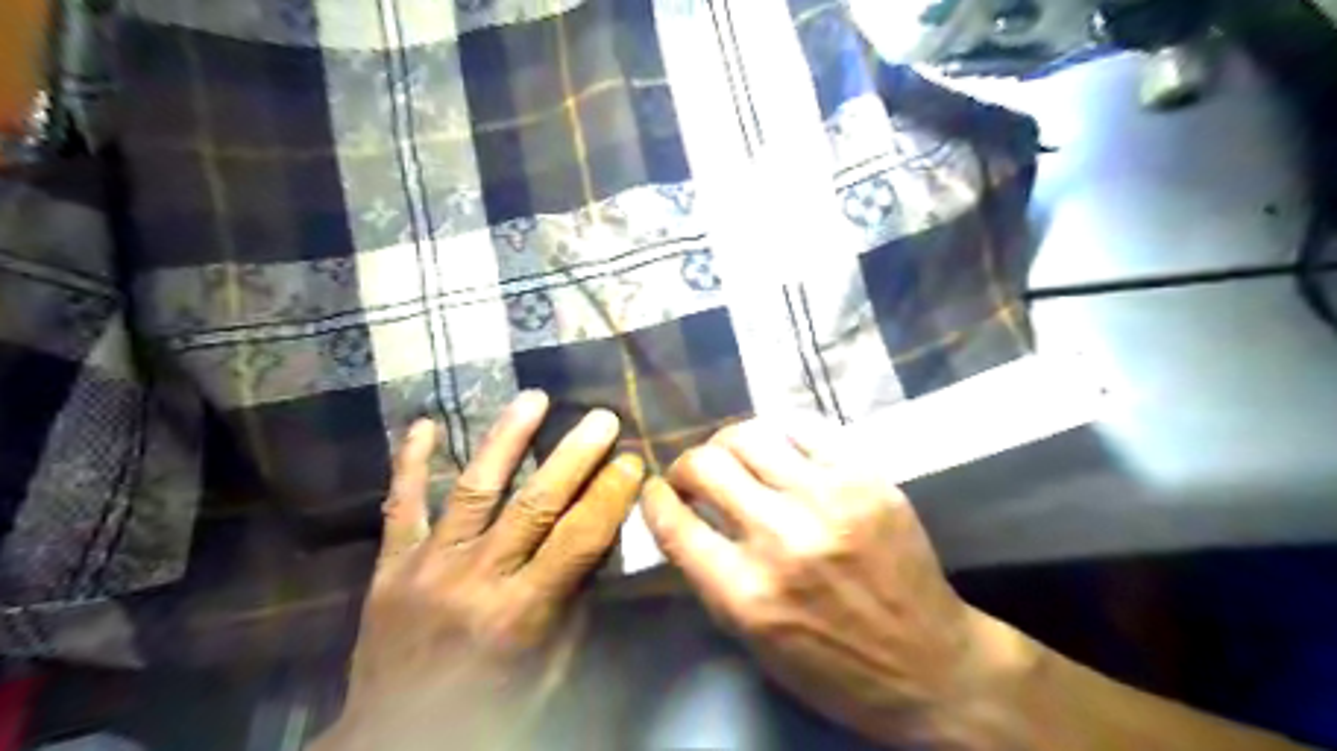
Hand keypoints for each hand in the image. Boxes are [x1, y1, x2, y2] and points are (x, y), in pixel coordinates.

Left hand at [316, 393, 644, 749]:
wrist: (394, 741)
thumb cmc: (488, 709)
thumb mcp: (549, 670)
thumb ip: (573, 605)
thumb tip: (598, 545)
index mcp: (522, 613)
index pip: (578, 540)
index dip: (609, 496)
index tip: (632, 461)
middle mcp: (477, 580)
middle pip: (534, 505)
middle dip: (575, 456)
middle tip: (602, 418)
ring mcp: (429, 566)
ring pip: (474, 489)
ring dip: (507, 439)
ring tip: (534, 399)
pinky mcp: (392, 565)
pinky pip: (402, 505)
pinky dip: (410, 463)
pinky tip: (421, 424)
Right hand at [642, 420, 1026, 748]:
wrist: (931, 666)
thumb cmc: (833, 667)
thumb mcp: (752, 639)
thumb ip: (711, 575)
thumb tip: (684, 517)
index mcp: (745, 593)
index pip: (674, 523)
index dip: (654, 499)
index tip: (657, 491)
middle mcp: (781, 538)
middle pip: (706, 466)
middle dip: (685, 465)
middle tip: (693, 475)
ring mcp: (827, 500)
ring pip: (749, 435)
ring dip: (726, 443)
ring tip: (732, 457)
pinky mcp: (865, 477)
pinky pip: (804, 427)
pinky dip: (778, 432)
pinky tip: (777, 447)